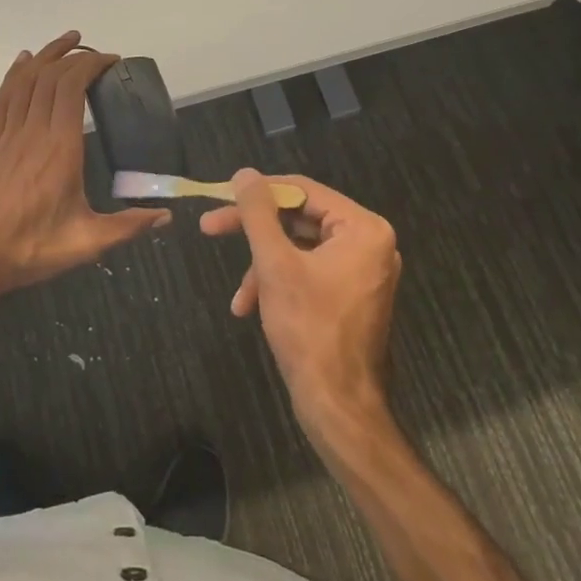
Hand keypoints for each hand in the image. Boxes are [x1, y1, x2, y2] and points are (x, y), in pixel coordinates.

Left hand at [0, 32, 169, 299]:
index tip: (112, 61)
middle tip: (97, 52)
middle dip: (74, 55)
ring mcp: (7, 136)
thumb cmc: (31, 250)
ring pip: (24, 81)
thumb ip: (128, 226)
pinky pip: (3, 98)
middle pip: (50, 78)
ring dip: (45, 56)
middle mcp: (32, 133)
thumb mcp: (86, 243)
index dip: (90, 65)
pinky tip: (23, 63)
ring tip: (66, 41)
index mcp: (59, 149)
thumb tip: (167, 216)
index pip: (71, 89)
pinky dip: (15, 74)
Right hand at [201, 170, 399, 440]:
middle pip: (299, 218)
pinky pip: (309, 271)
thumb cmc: (309, 329)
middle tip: (210, 228)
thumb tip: (244, 173)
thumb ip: (258, 214)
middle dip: (255, 232)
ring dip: (263, 266)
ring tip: (239, 296)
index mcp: (363, 228)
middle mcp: (370, 242)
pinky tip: (251, 307)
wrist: (338, 406)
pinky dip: (279, 283)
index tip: (219, 197)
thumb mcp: (275, 265)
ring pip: (299, 248)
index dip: (258, 192)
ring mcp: (362, 271)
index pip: (302, 190)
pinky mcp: (351, 295)